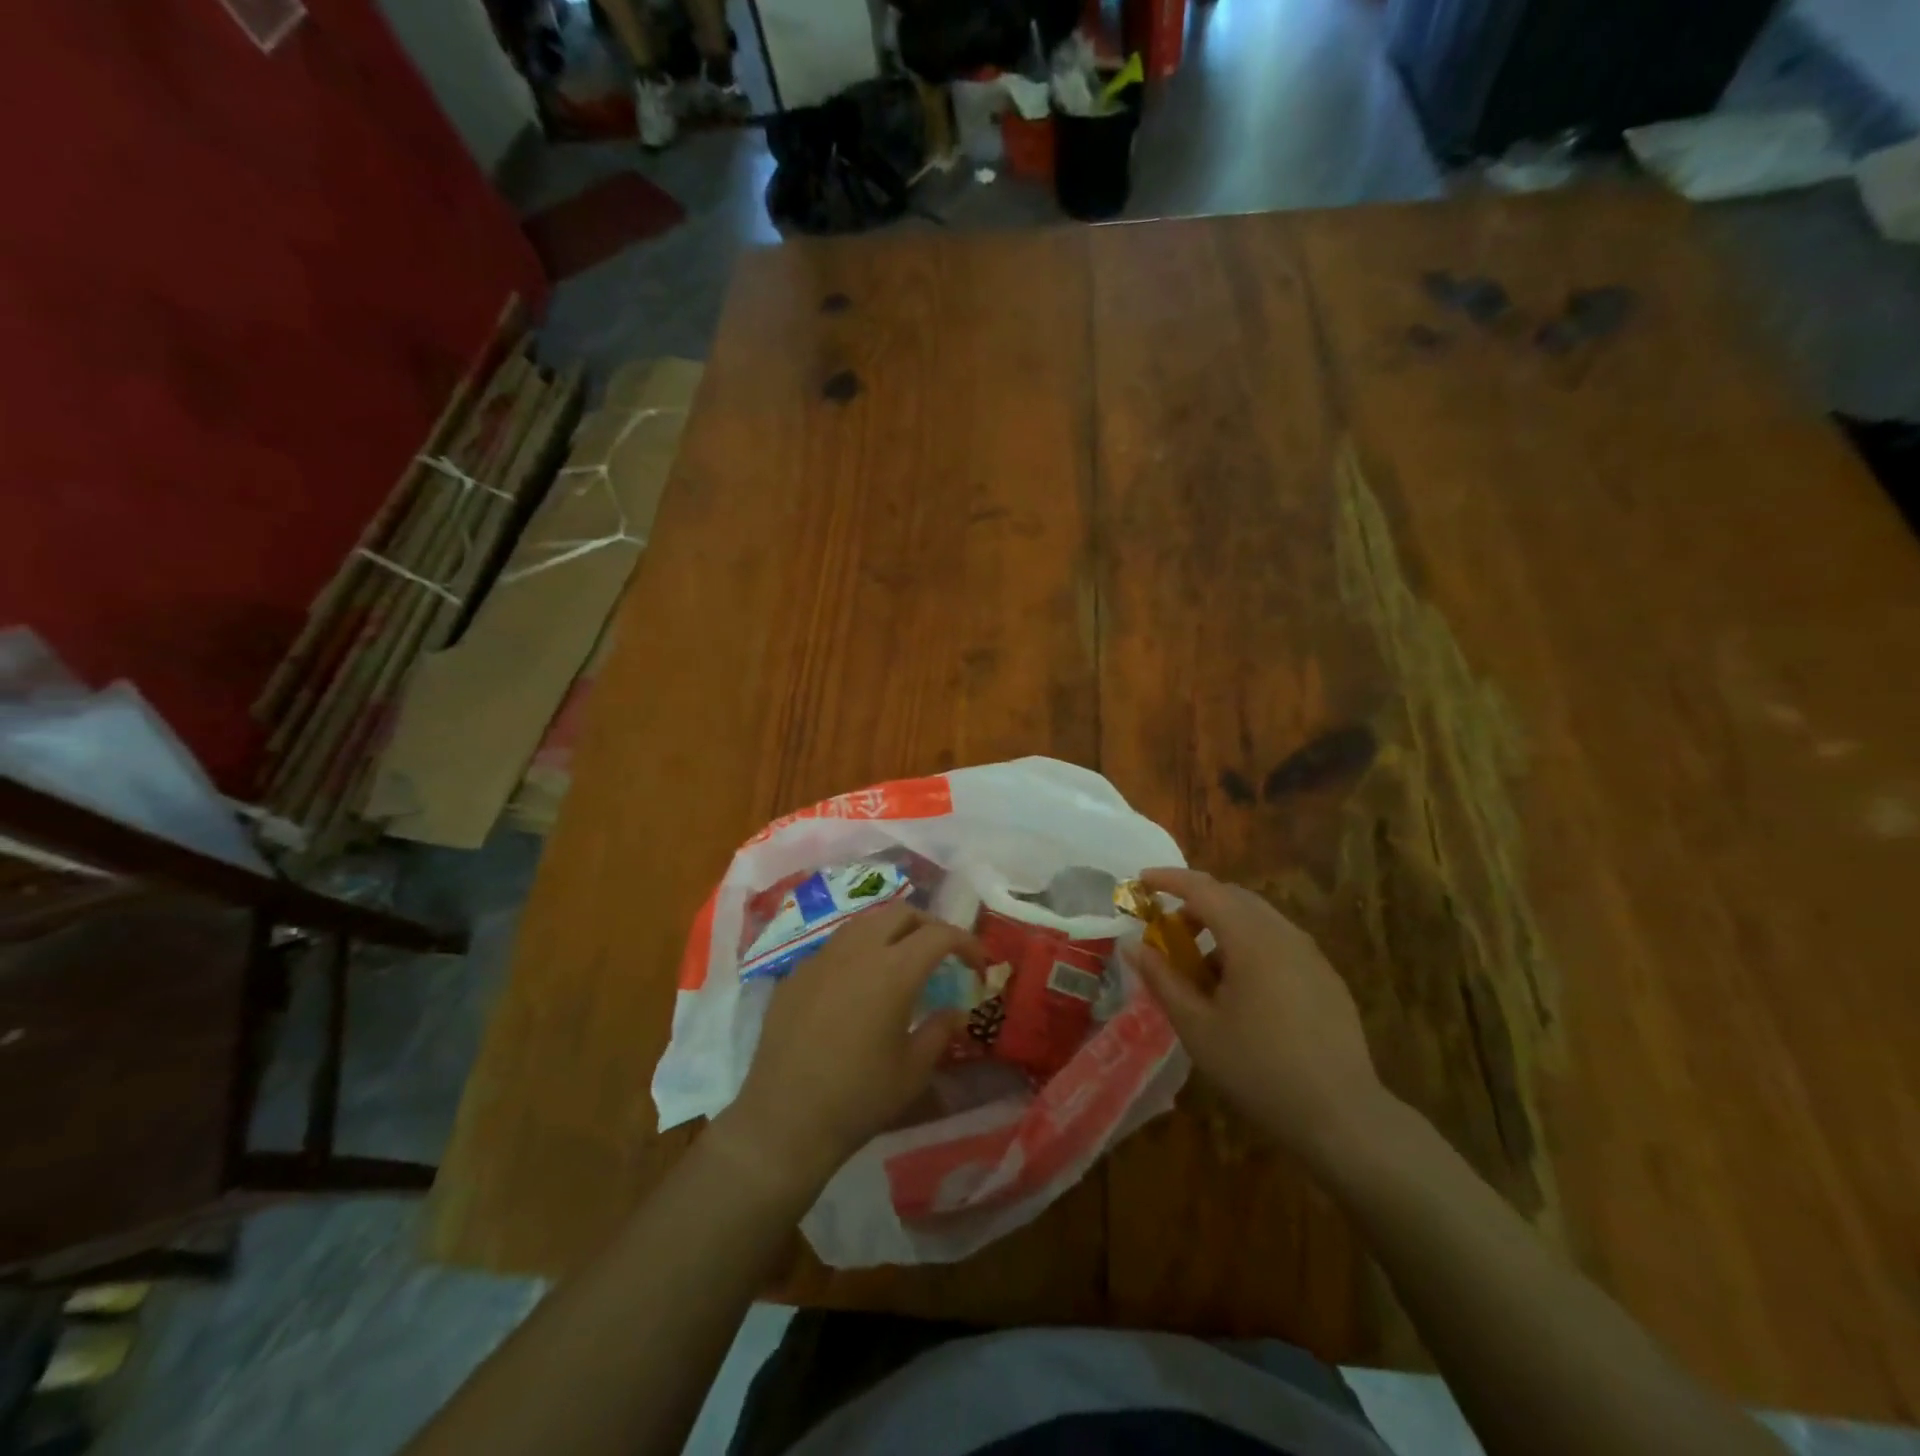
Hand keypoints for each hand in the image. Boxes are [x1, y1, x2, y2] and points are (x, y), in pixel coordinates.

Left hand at [716, 903, 979, 1193]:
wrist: (783, 1120)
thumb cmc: (859, 1098)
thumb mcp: (914, 1070)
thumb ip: (940, 1030)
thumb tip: (956, 1010)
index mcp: (894, 970)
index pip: (940, 934)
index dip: (966, 943)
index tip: (978, 965)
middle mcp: (858, 950)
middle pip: (902, 912)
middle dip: (929, 925)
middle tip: (941, 954)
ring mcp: (822, 957)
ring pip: (865, 921)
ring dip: (892, 931)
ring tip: (901, 962)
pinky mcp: (796, 973)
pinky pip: (835, 946)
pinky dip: (859, 951)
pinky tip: (858, 985)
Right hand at [1127, 867, 1389, 1168]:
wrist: (1343, 1117)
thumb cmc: (1259, 1070)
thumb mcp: (1197, 1028)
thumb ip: (1162, 980)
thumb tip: (1133, 946)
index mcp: (1251, 938)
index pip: (1203, 888)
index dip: (1169, 880)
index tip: (1141, 882)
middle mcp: (1284, 933)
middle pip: (1232, 897)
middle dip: (1195, 903)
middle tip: (1167, 930)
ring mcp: (1310, 954)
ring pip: (1257, 919)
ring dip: (1222, 926)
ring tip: (1201, 969)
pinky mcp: (1326, 977)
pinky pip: (1278, 942)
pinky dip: (1248, 945)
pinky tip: (1241, 991)